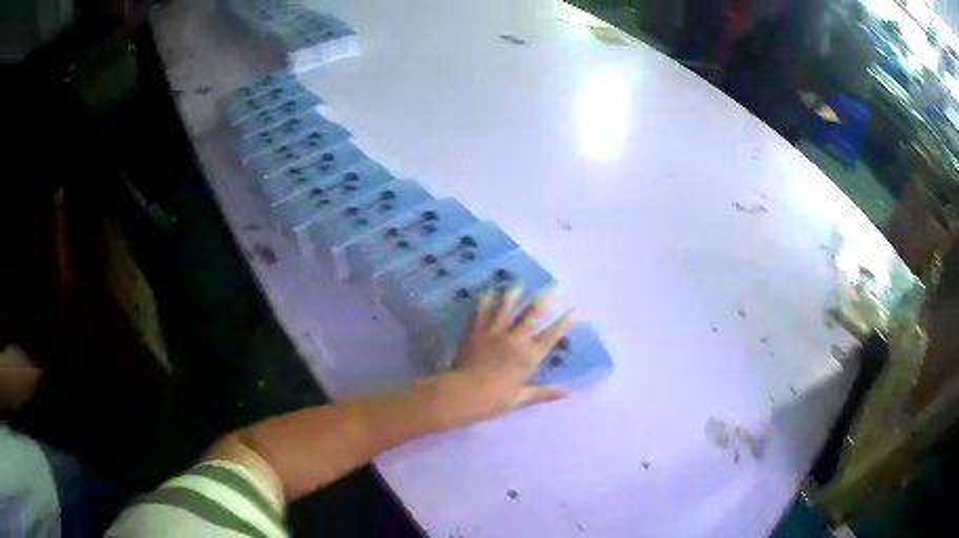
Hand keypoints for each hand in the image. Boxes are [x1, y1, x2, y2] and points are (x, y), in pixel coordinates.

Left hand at [438, 287, 572, 424]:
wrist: (464, 393)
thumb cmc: (494, 400)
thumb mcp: (522, 399)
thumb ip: (545, 393)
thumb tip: (568, 393)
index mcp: (529, 357)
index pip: (551, 336)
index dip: (563, 323)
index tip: (573, 310)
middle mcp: (515, 340)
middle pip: (531, 315)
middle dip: (543, 300)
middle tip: (551, 287)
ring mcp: (494, 333)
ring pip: (506, 308)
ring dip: (513, 294)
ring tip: (518, 284)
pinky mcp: (475, 332)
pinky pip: (482, 312)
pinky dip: (485, 301)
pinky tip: (488, 291)